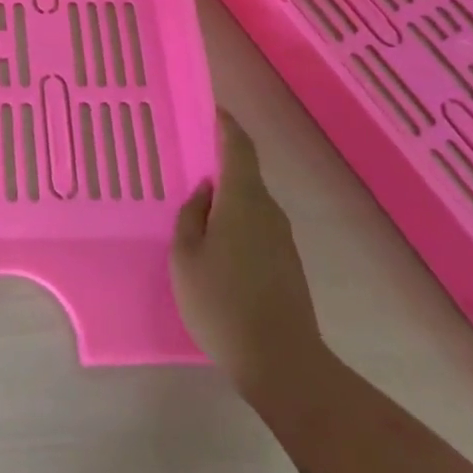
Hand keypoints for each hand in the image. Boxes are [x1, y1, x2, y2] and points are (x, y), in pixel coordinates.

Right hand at [171, 109, 328, 407]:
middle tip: (186, 164)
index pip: (239, 147)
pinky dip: (235, 222)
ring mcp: (281, 239)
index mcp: (243, 200)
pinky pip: (256, 226)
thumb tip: (204, 191)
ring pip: (249, 203)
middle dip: (219, 164)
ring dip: (226, 197)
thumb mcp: (186, 256)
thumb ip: (191, 215)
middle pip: (244, 174)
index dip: (225, 125)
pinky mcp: (286, 263)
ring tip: (194, 207)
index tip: (210, 109)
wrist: (282, 363)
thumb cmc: (222, 303)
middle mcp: (268, 211)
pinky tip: (215, 244)